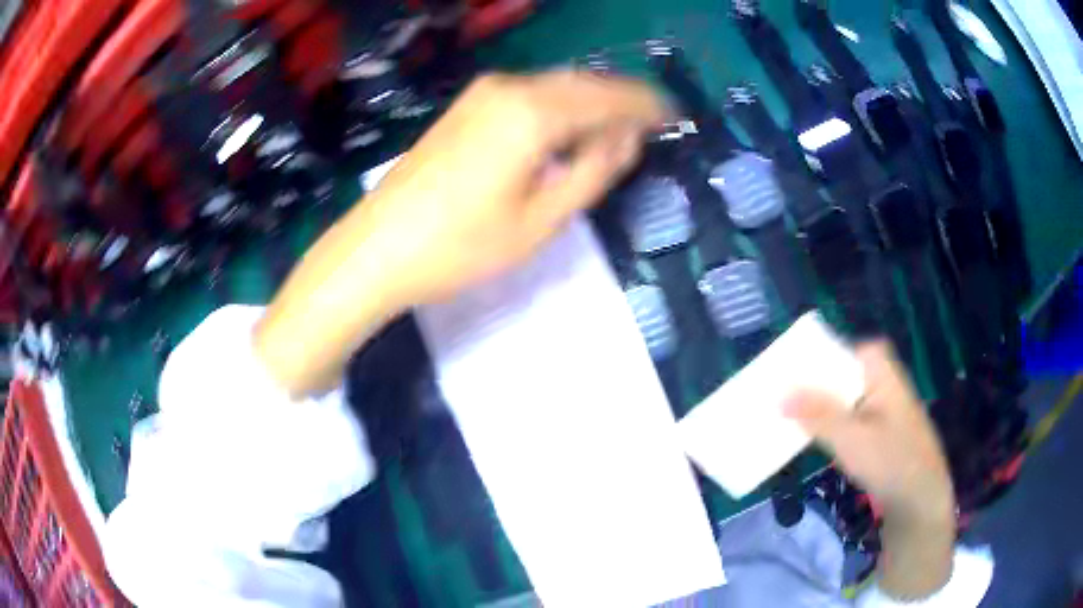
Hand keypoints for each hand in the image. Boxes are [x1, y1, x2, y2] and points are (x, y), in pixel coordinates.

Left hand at [360, 71, 668, 305]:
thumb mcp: (540, 222)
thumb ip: (592, 173)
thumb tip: (626, 139)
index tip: (675, 116)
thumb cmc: (460, 247)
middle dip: (623, 99)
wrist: (376, 249)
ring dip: (593, 100)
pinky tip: (572, 126)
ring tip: (622, 125)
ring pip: (557, 85)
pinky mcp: (468, 106)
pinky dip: (562, 105)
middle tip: (655, 120)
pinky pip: (531, 94)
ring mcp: (484, 93)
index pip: (609, 98)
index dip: (646, 106)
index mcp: (534, 113)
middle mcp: (511, 88)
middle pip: (584, 83)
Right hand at [785, 341, 955, 598]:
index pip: (849, 349)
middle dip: (814, 385)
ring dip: (820, 408)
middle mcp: (884, 382)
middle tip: (781, 395)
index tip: (790, 369)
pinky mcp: (880, 433)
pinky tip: (816, 440)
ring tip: (789, 417)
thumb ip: (817, 414)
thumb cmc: (890, 461)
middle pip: (844, 373)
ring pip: (845, 399)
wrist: (919, 500)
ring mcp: (884, 409)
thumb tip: (779, 394)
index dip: (820, 356)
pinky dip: (831, 426)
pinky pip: (850, 419)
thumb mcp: (851, 438)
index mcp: (882, 372)